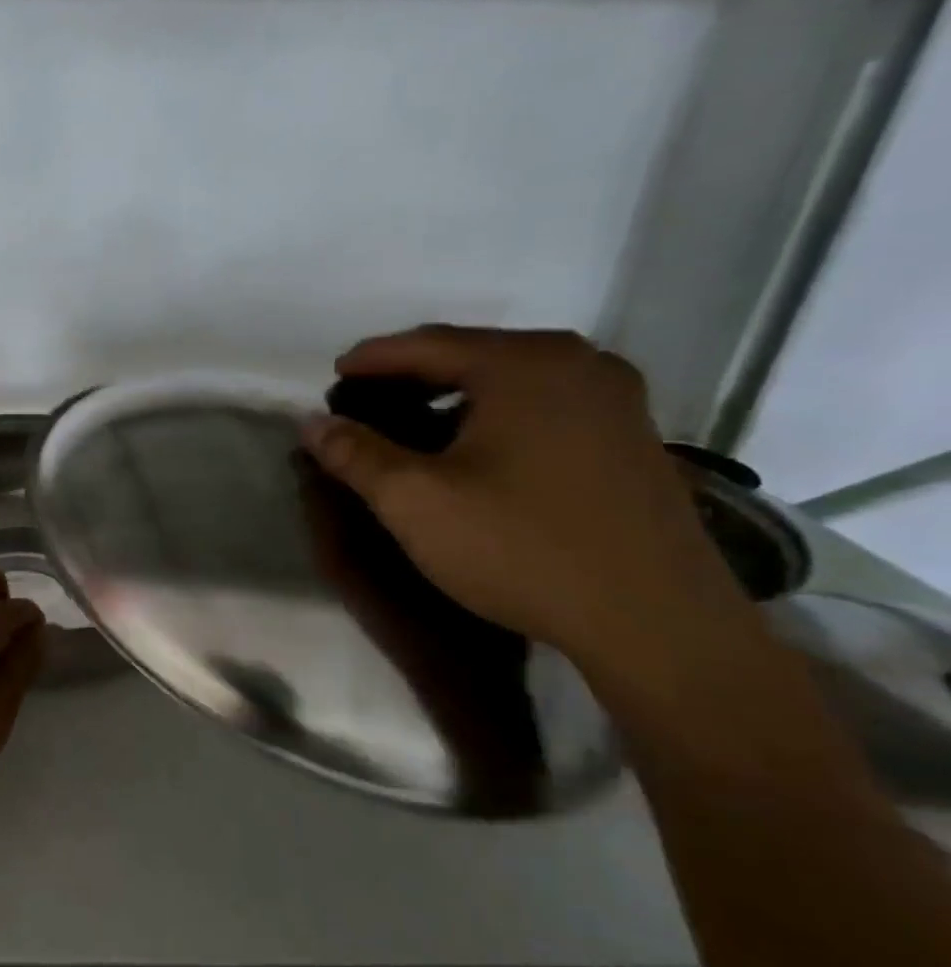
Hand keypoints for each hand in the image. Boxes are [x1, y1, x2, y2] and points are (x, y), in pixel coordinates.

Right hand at [300, 325, 752, 675]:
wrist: (655, 623)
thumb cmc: (521, 548)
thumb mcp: (415, 501)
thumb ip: (355, 454)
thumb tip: (311, 422)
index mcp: (525, 364)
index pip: (426, 344)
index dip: (370, 359)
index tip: (331, 377)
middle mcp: (578, 363)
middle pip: (471, 354)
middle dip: (411, 375)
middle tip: (365, 402)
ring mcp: (615, 399)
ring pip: (509, 380)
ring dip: (452, 396)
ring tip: (412, 425)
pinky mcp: (632, 436)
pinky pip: (543, 404)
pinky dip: (495, 413)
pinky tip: (475, 449)